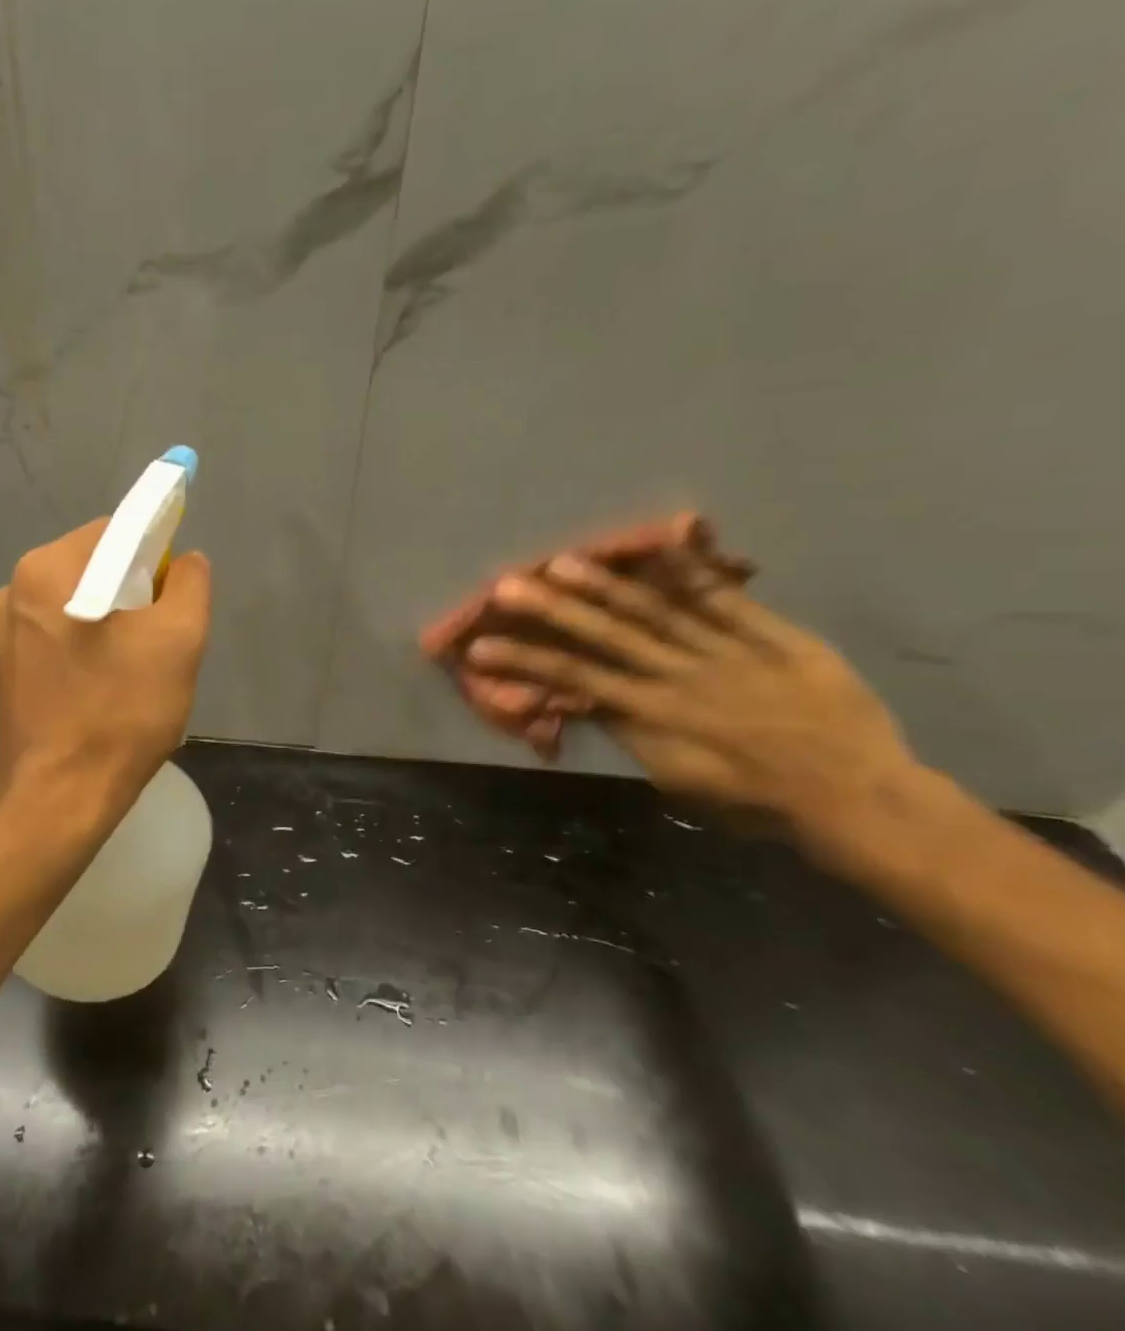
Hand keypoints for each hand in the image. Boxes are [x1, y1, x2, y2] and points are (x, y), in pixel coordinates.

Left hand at [0, 520, 211, 831]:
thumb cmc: (120, 714)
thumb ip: (190, 583)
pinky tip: (106, 690)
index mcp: (46, 569)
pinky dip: (89, 649)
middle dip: (136, 594)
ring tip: (137, 672)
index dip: (157, 554)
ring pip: (80, 604)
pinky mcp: (6, 669)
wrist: (58, 800)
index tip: (175, 597)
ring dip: (115, 625)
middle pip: (96, 567)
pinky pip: (61, 637)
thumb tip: (185, 561)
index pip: (116, 531)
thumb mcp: (179, 640)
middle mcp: (14, 590)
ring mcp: (4, 632)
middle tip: (161, 642)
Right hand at [460, 549, 916, 829]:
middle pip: (607, 636)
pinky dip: (697, 572)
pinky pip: (731, 601)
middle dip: (552, 610)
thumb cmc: (758, 800)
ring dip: (606, 585)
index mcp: (656, 715)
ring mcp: (729, 651)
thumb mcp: (682, 782)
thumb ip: (635, 736)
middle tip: (507, 585)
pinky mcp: (776, 637)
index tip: (481, 646)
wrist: (859, 797)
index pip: (576, 680)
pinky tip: (666, 541)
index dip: (526, 661)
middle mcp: (681, 676)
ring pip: (658, 612)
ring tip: (562, 561)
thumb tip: (591, 701)